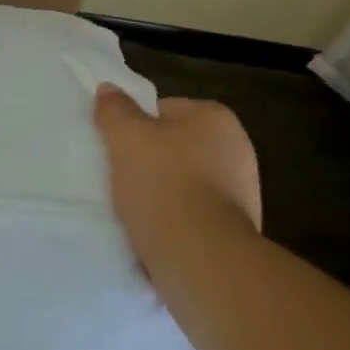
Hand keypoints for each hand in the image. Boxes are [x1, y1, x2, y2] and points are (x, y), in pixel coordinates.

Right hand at [94, 86, 262, 266]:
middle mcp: (237, 150)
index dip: (135, 126)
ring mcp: (241, 194)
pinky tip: (152, 232)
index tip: (117, 147)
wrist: (201, 259)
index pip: (164, 109)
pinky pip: (192, 216)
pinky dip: (173, 221)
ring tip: (132, 209)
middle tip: (120, 176)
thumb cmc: (164, 184)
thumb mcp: (126, 136)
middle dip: (149, 160)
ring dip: (160, 193)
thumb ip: (114, 109)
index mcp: (216, 118)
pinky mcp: (235, 232)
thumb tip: (109, 90)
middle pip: (174, 147)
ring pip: (182, 183)